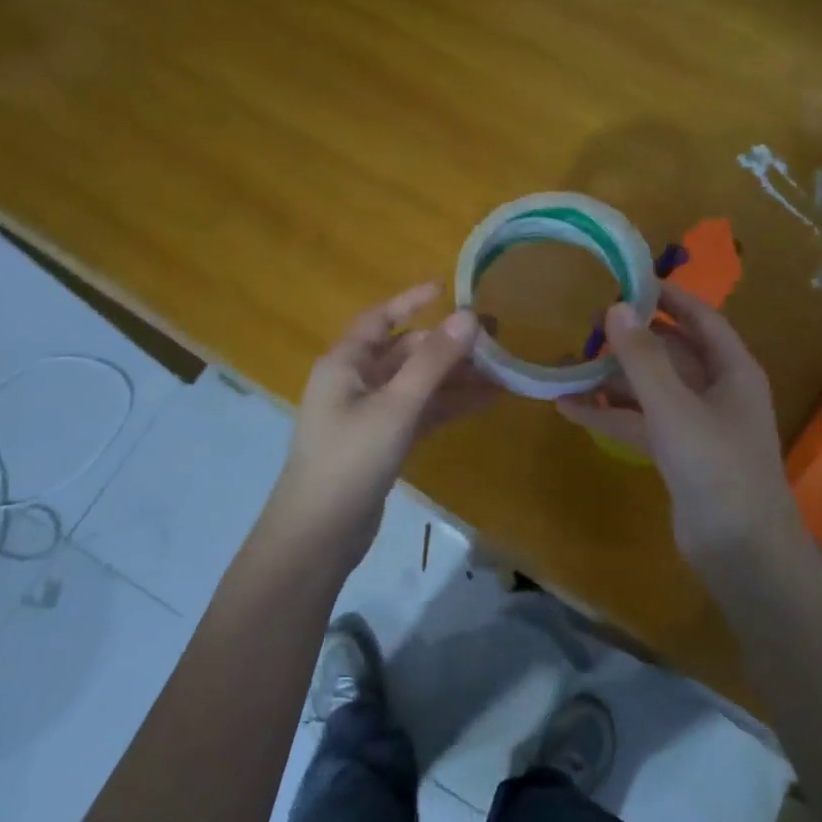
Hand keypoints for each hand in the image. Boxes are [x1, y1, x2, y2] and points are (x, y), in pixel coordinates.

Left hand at [260, 281, 497, 569]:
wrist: (319, 534)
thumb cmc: (350, 460)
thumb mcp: (395, 406)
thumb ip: (433, 362)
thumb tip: (469, 316)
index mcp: (345, 363)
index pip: (380, 319)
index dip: (412, 301)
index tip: (448, 287)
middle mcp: (354, 383)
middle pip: (405, 352)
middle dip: (447, 345)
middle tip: (495, 337)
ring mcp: (369, 415)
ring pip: (417, 385)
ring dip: (455, 378)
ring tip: (502, 371)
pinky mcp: (382, 443)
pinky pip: (420, 413)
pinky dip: (448, 406)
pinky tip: (485, 402)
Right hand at [556, 282, 803, 572]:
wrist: (741, 551)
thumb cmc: (717, 468)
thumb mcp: (675, 408)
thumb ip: (643, 360)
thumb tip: (616, 308)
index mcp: (732, 370)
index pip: (700, 318)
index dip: (668, 298)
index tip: (627, 280)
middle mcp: (716, 391)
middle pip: (669, 354)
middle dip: (629, 341)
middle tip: (584, 324)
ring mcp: (695, 425)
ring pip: (649, 390)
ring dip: (612, 381)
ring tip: (566, 365)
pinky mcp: (676, 455)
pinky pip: (639, 423)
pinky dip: (609, 416)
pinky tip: (569, 409)